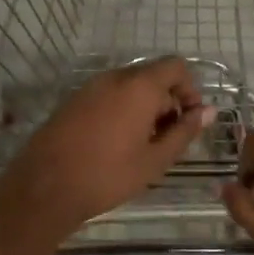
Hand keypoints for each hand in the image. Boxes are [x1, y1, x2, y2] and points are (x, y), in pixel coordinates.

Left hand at [0, 58, 207, 248]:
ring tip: (142, 145)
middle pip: (152, 76)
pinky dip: (121, 110)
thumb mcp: (155, 159)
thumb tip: (208, 112)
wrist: (46, 188)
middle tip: (167, 140)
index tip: (189, 120)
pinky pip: (108, 95)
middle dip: (167, 102)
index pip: (175, 66)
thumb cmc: (108, 175)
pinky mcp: (73, 101)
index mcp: (139, 86)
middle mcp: (114, 77)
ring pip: (129, 87)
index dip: (189, 89)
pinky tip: (116, 144)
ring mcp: (90, 87)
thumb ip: (184, 131)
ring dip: (144, 107)